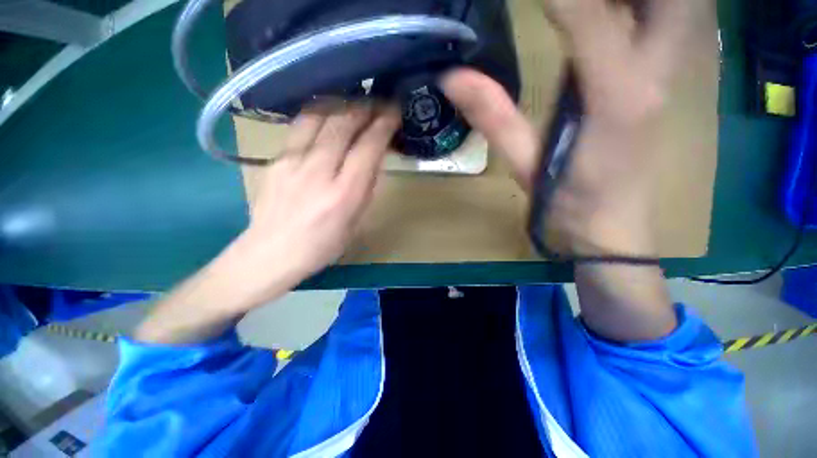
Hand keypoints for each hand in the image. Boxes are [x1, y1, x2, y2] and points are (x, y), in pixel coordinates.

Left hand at [241, 102, 400, 292]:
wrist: (271, 253)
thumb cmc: (321, 245)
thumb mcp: (355, 222)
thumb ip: (365, 188)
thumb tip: (373, 158)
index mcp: (343, 195)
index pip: (368, 148)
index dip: (383, 126)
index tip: (394, 112)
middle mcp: (318, 172)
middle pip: (343, 124)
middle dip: (365, 107)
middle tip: (378, 102)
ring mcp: (292, 161)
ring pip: (318, 116)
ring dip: (342, 104)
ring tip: (355, 103)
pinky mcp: (275, 158)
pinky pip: (300, 125)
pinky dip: (319, 114)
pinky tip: (328, 115)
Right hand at [442, 0, 689, 255]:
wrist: (608, 224)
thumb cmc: (565, 201)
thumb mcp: (523, 163)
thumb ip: (493, 117)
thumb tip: (453, 77)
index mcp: (614, 98)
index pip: (590, 18)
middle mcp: (651, 76)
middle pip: (668, 1)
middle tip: (573, 2)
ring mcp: (663, 77)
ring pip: (676, 6)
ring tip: (590, 5)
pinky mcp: (658, 82)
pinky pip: (665, 23)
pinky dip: (643, 6)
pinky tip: (612, 10)